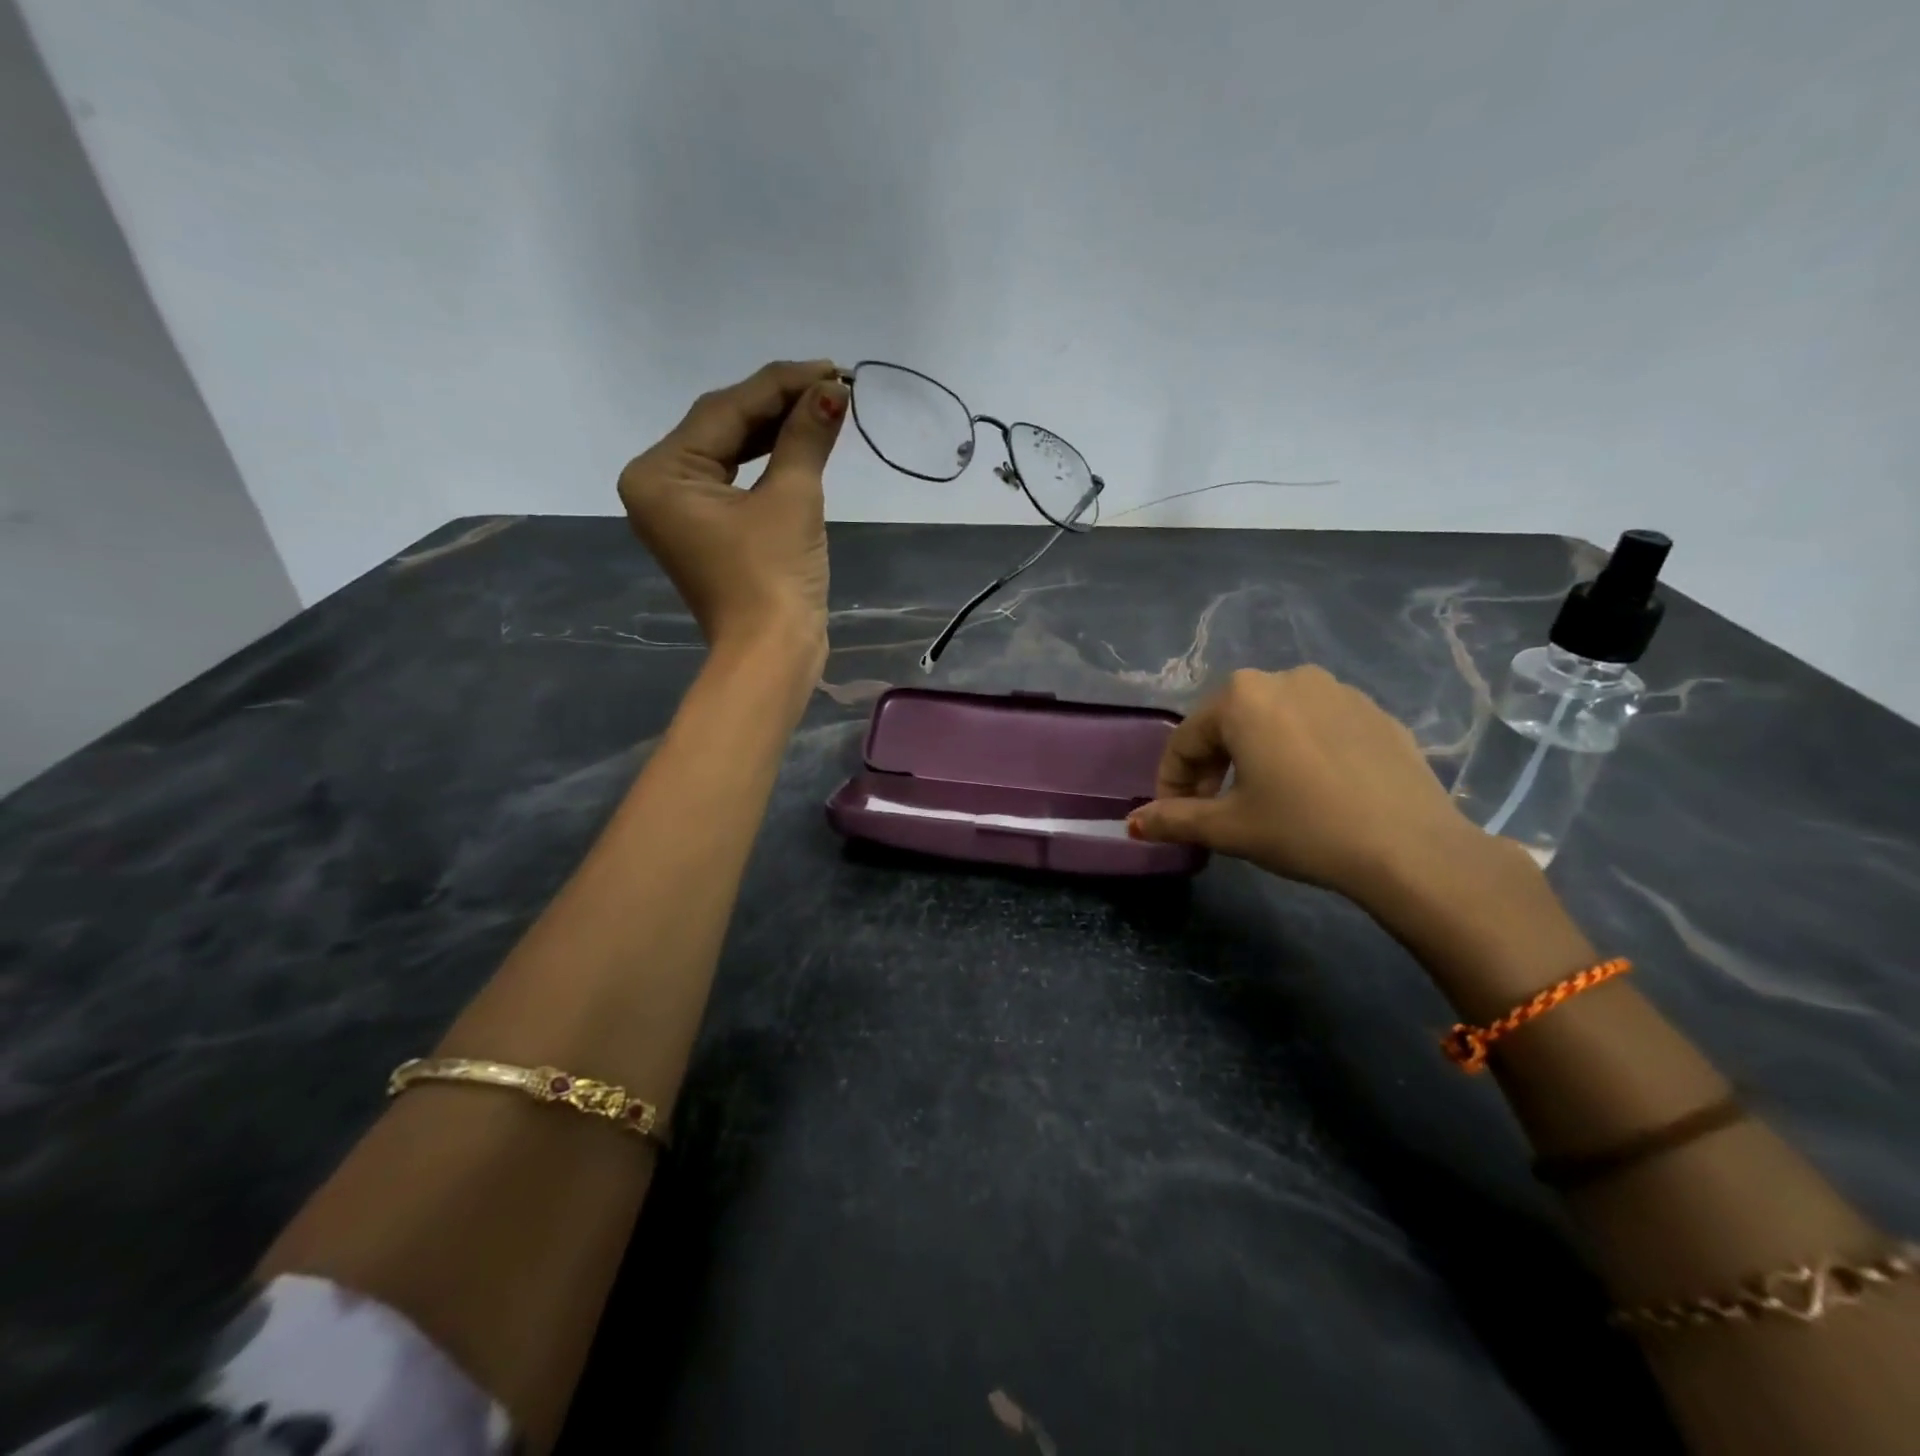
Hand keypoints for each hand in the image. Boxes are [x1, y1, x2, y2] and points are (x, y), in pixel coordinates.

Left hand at [618, 360, 847, 660]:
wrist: (772, 655)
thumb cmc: (773, 577)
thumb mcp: (792, 499)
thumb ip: (806, 437)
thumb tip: (832, 391)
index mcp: (660, 474)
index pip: (724, 411)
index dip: (780, 385)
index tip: (829, 368)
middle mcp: (659, 485)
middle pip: (723, 428)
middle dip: (778, 404)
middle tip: (832, 383)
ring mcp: (681, 510)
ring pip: (731, 452)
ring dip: (777, 430)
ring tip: (824, 406)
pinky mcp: (707, 530)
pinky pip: (736, 481)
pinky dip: (769, 463)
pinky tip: (802, 441)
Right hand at [1128, 667, 1519, 912]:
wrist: (1412, 848)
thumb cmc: (1304, 829)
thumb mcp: (1229, 827)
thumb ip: (1175, 819)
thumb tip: (1133, 824)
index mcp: (1242, 697)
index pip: (1186, 739)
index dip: (1170, 780)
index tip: (1172, 815)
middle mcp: (1286, 678)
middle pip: (1228, 723)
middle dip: (1211, 766)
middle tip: (1213, 808)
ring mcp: (1337, 690)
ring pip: (1273, 721)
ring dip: (1253, 755)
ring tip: (1262, 797)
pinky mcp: (1374, 711)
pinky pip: (1316, 725)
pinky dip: (1298, 751)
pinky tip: (1312, 789)